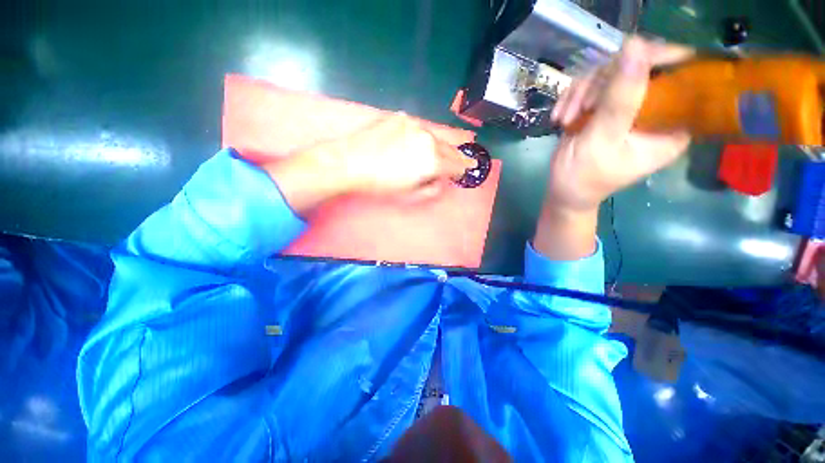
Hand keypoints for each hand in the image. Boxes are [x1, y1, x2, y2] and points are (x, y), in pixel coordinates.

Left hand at [265, 113, 474, 214]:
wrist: (349, 163)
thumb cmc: (381, 185)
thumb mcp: (410, 195)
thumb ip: (432, 187)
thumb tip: (442, 180)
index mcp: (433, 161)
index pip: (457, 164)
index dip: (463, 169)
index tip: (466, 170)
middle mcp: (428, 139)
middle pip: (450, 148)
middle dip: (456, 156)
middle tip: (459, 161)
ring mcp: (414, 125)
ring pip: (435, 136)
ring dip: (439, 145)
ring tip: (437, 151)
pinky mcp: (400, 117)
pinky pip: (418, 128)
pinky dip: (421, 136)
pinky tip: (413, 143)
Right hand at [534, 37, 693, 259]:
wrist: (564, 192)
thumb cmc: (584, 178)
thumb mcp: (602, 139)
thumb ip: (622, 96)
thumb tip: (638, 47)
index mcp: (674, 121)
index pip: (686, 72)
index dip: (657, 58)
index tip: (624, 64)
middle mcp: (659, 108)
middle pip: (643, 65)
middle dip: (605, 79)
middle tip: (578, 104)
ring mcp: (630, 105)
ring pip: (613, 72)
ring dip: (583, 90)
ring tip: (564, 116)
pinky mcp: (606, 106)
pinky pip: (593, 84)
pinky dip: (574, 96)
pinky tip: (562, 116)